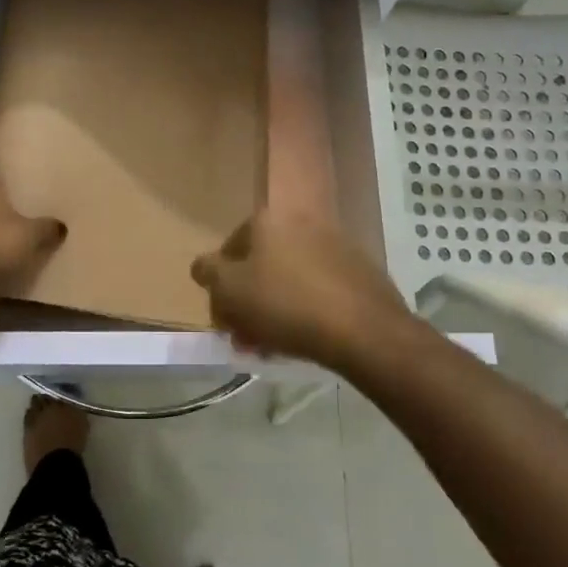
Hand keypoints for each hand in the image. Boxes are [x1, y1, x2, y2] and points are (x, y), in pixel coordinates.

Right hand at [189, 209, 416, 374]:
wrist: (363, 328)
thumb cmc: (285, 305)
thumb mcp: (229, 290)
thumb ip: (208, 272)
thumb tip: (204, 266)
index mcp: (266, 219)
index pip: (228, 251)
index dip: (221, 289)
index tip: (226, 322)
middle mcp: (299, 221)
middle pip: (260, 266)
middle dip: (249, 303)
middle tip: (248, 339)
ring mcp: (333, 243)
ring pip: (289, 279)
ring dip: (275, 309)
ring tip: (275, 346)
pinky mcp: (358, 268)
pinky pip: (318, 288)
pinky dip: (306, 308)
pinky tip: (306, 338)